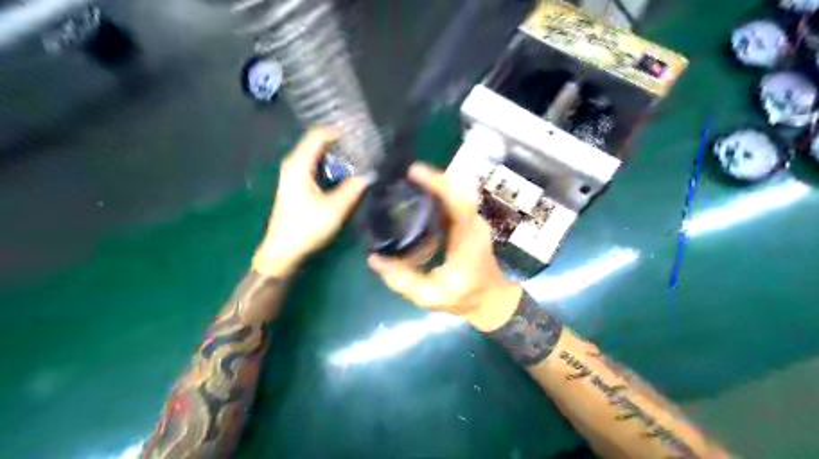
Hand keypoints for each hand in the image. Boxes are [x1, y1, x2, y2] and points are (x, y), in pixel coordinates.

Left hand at [255, 126, 369, 275]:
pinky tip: (346, 173)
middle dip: (341, 142)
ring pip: (318, 154)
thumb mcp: (334, 209)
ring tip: (359, 158)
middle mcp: (294, 164)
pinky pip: (316, 165)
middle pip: (318, 142)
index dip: (339, 131)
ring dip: (337, 155)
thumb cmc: (306, 228)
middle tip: (364, 146)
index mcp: (299, 165)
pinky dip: (331, 165)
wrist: (283, 250)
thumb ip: (353, 188)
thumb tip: (370, 174)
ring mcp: (294, 174)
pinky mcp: (297, 184)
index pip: (319, 134)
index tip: (361, 134)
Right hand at [367, 163, 519, 331]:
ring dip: (433, 187)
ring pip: (454, 194)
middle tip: (403, 177)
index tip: (414, 171)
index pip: (458, 201)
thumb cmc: (465, 298)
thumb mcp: (429, 295)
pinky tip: (417, 202)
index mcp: (467, 238)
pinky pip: (451, 203)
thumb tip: (374, 259)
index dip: (437, 183)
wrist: (492, 300)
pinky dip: (435, 198)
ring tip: (406, 185)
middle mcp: (473, 223)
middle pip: (455, 190)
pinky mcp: (468, 224)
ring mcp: (472, 222)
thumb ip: (401, 280)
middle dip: (430, 180)